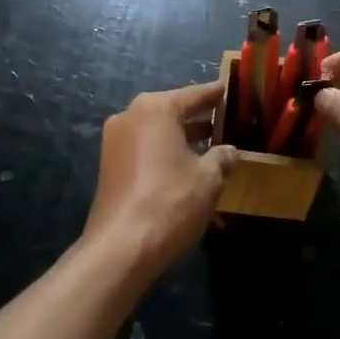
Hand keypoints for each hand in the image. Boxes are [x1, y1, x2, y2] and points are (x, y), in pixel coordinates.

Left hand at [82, 80, 237, 282]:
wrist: (120, 249)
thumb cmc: (169, 202)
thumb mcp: (208, 179)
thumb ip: (222, 158)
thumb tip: (230, 151)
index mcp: (156, 108)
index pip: (193, 95)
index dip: (214, 94)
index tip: (229, 89)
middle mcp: (131, 116)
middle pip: (172, 110)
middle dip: (198, 117)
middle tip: (224, 119)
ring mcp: (115, 141)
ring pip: (157, 131)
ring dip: (181, 138)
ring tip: (209, 145)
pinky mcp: (109, 166)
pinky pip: (144, 149)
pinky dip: (164, 153)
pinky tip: (185, 168)